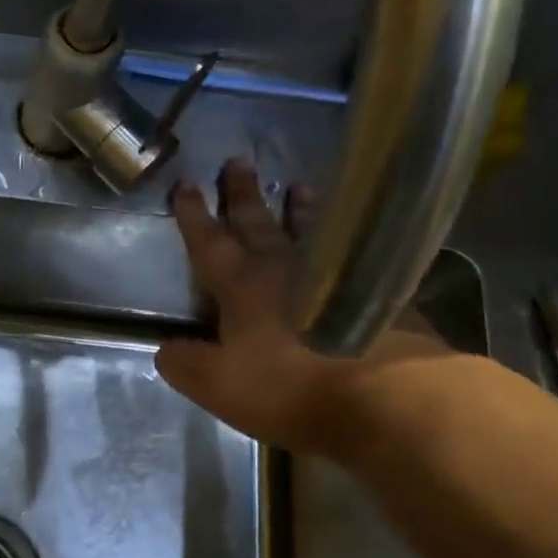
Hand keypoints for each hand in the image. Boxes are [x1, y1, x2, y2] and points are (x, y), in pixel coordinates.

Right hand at [155, 159, 452, 455]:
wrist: (391, 397)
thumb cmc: (293, 386)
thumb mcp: (219, 385)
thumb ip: (186, 365)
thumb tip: (165, 348)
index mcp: (243, 287)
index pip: (210, 243)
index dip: (194, 215)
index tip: (185, 184)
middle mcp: (287, 270)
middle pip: (260, 224)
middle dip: (244, 195)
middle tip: (238, 161)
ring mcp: (339, 275)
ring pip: (312, 231)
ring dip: (300, 210)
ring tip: (298, 186)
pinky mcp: (381, 293)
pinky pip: (354, 254)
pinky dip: (345, 241)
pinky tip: (354, 243)